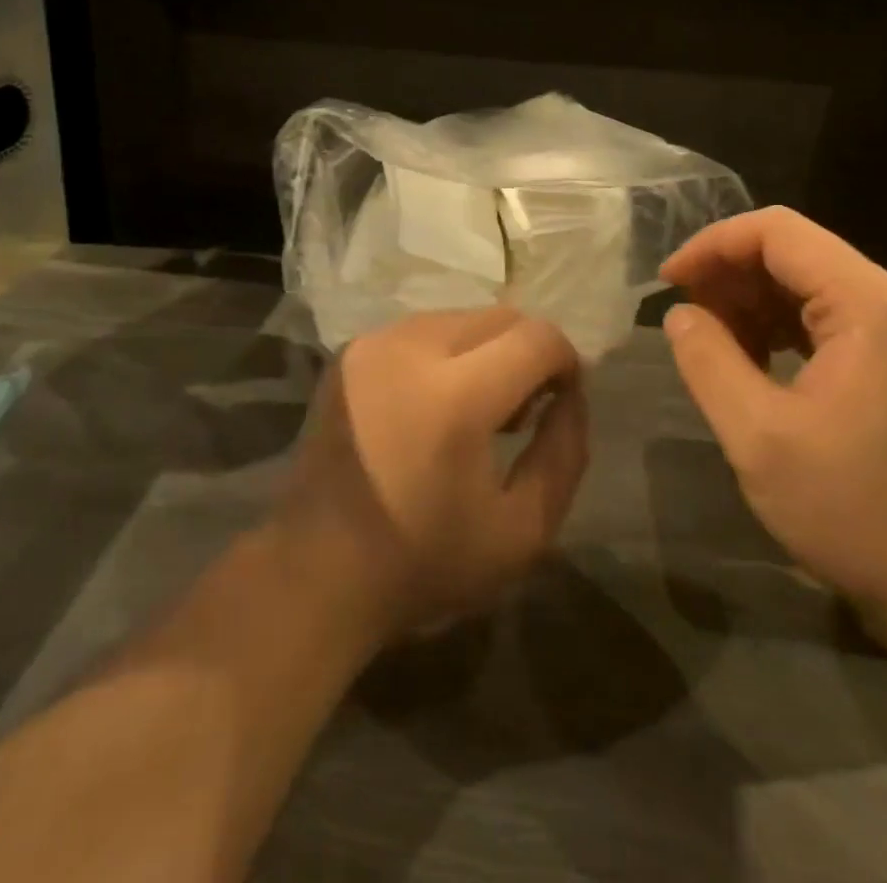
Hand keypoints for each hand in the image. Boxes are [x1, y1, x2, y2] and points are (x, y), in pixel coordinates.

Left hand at [277, 308, 587, 639]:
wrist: (315, 570)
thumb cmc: (424, 562)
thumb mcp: (522, 532)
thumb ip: (564, 454)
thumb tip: (571, 395)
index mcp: (456, 396)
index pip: (537, 337)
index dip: (565, 362)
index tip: (561, 401)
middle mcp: (412, 348)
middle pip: (500, 317)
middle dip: (527, 354)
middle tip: (522, 411)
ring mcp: (374, 343)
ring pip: (461, 318)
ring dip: (486, 351)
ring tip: (477, 409)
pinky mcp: (350, 350)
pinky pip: (422, 330)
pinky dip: (446, 353)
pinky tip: (433, 403)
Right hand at [660, 207, 886, 634]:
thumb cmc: (862, 512)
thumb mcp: (760, 438)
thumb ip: (708, 362)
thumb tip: (680, 315)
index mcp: (866, 304)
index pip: (776, 232)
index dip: (712, 245)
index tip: (668, 284)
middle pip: (794, 252)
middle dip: (729, 274)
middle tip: (684, 317)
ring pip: (808, 285)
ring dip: (751, 303)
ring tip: (711, 344)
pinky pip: (826, 321)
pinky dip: (779, 329)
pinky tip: (753, 365)